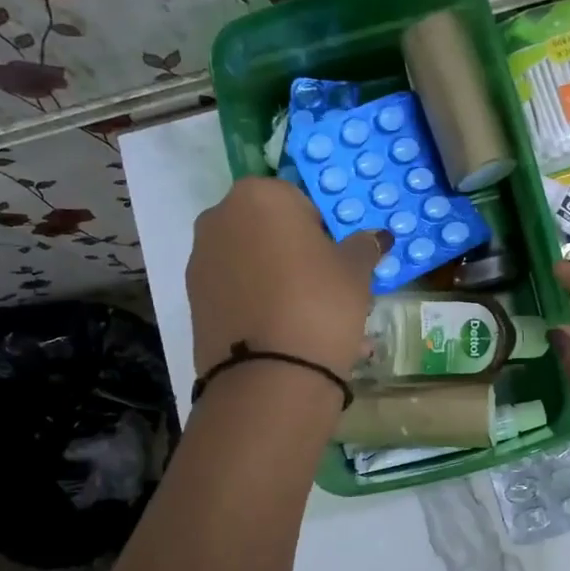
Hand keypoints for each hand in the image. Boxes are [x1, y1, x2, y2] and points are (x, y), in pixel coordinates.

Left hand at [187, 177, 387, 379]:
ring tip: (312, 322)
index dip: (324, 230)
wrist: (269, 375)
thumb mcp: (356, 271)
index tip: (338, 260)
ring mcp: (201, 260)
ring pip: (253, 265)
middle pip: (270, 231)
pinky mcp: (194, 301)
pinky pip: (238, 294)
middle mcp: (220, 218)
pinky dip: (260, 306)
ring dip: (280, 283)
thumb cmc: (320, 303)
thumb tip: (375, 237)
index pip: (300, 201)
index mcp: (260, 195)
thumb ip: (363, 247)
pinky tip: (289, 336)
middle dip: (298, 255)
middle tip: (328, 289)